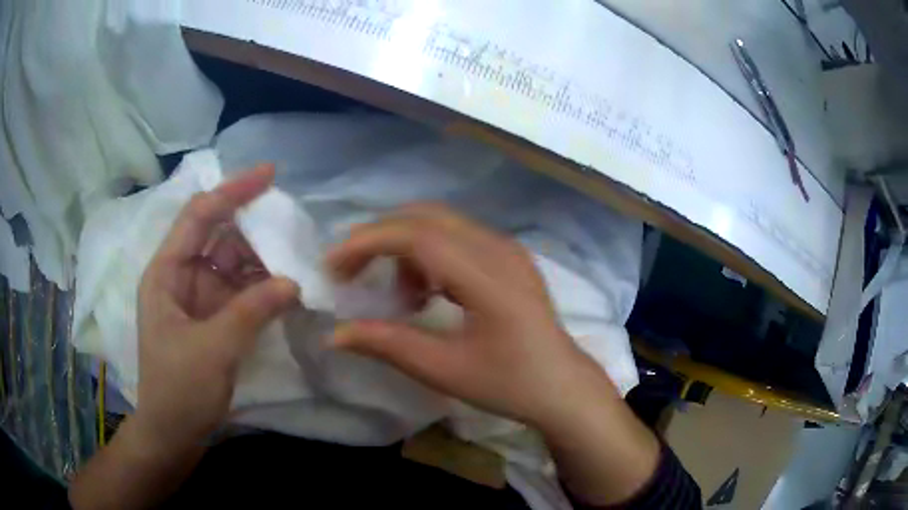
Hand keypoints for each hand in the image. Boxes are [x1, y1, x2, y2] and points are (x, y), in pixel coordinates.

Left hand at [134, 164, 298, 452]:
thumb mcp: (213, 349)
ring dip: (262, 261)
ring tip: (297, 257)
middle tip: (292, 224)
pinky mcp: (214, 320)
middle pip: (219, 236)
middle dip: (253, 228)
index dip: (232, 191)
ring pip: (233, 265)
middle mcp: (181, 277)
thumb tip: (293, 282)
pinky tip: (287, 289)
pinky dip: (263, 290)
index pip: (199, 216)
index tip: (269, 175)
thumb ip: (252, 311)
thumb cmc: (179, 389)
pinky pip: (241, 293)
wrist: (174, 433)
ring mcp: (199, 299)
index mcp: (167, 272)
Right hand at [327, 204, 601, 426]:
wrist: (562, 386)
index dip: (368, 243)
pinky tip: (426, 291)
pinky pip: (458, 237)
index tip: (334, 266)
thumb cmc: (509, 383)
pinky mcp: (510, 257)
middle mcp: (499, 248)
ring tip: (395, 293)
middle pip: (426, 217)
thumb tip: (334, 334)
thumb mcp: (445, 370)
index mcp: (488, 276)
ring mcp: (508, 249)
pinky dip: (428, 253)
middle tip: (351, 271)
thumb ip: (387, 345)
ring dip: (405, 244)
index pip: (417, 236)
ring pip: (442, 223)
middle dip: (380, 236)